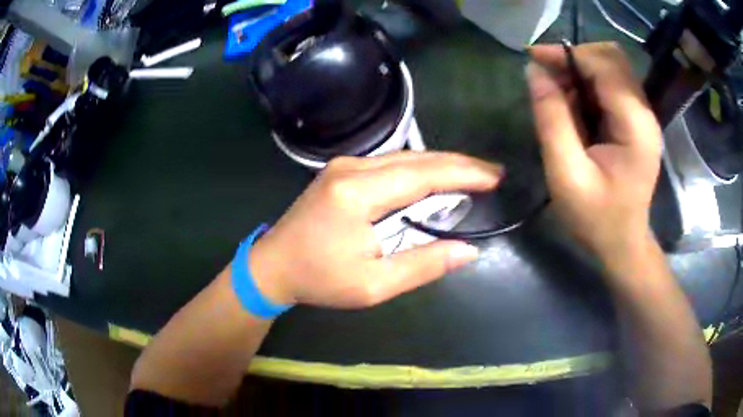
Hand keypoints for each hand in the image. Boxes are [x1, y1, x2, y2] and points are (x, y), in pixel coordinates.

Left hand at [248, 152, 503, 307]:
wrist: (273, 266)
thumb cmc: (319, 279)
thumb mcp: (373, 284)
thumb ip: (422, 265)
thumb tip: (467, 250)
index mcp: (358, 192)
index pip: (424, 174)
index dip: (464, 173)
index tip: (495, 177)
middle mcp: (352, 167)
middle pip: (417, 158)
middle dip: (459, 164)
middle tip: (493, 174)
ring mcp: (345, 165)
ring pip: (405, 157)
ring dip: (441, 165)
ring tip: (473, 175)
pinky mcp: (342, 171)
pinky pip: (391, 164)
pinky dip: (420, 170)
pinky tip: (436, 179)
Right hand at [526, 42, 661, 260]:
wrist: (622, 244)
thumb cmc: (596, 218)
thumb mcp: (566, 174)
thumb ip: (552, 119)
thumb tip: (535, 72)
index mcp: (634, 124)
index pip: (604, 64)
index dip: (567, 55)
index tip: (534, 60)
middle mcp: (643, 112)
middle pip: (611, 58)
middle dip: (575, 59)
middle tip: (547, 78)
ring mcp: (642, 116)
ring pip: (611, 68)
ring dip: (580, 72)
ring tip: (557, 94)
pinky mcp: (636, 121)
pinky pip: (610, 86)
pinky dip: (588, 85)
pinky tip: (573, 106)